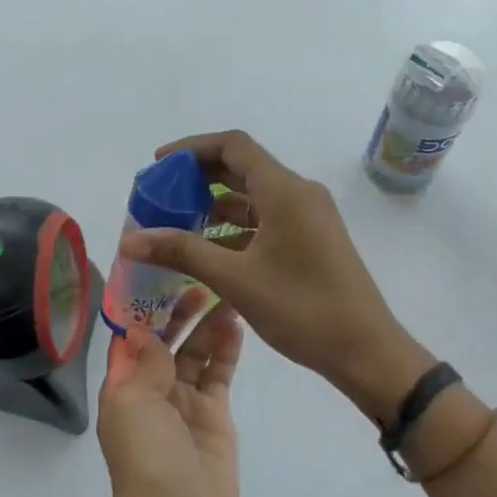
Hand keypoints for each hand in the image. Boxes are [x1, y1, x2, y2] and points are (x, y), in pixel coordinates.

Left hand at [96, 290, 242, 496]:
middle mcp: (152, 387)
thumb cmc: (146, 458)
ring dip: (207, 322)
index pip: (133, 334)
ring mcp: (185, 401)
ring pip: (196, 351)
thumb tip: (143, 326)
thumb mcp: (134, 403)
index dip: (145, 304)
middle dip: (180, 308)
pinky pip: (219, 372)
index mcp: (123, 383)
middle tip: (203, 275)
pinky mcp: (215, 415)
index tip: (163, 270)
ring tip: (226, 290)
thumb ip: (146, 361)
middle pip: (167, 338)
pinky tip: (237, 322)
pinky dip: (226, 348)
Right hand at [119, 130, 432, 425]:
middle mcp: (299, 193)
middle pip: (241, 168)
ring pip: (252, 196)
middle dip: (197, 178)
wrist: (365, 350)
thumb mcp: (235, 280)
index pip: (232, 146)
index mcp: (285, 191)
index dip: (191, 148)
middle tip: (160, 196)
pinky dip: (234, 227)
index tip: (158, 166)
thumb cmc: (302, 309)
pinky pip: (265, 219)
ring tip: (175, 224)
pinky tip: (207, 250)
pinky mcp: (311, 238)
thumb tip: (130, 239)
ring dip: (214, 205)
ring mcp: (308, 216)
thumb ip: (182, 252)